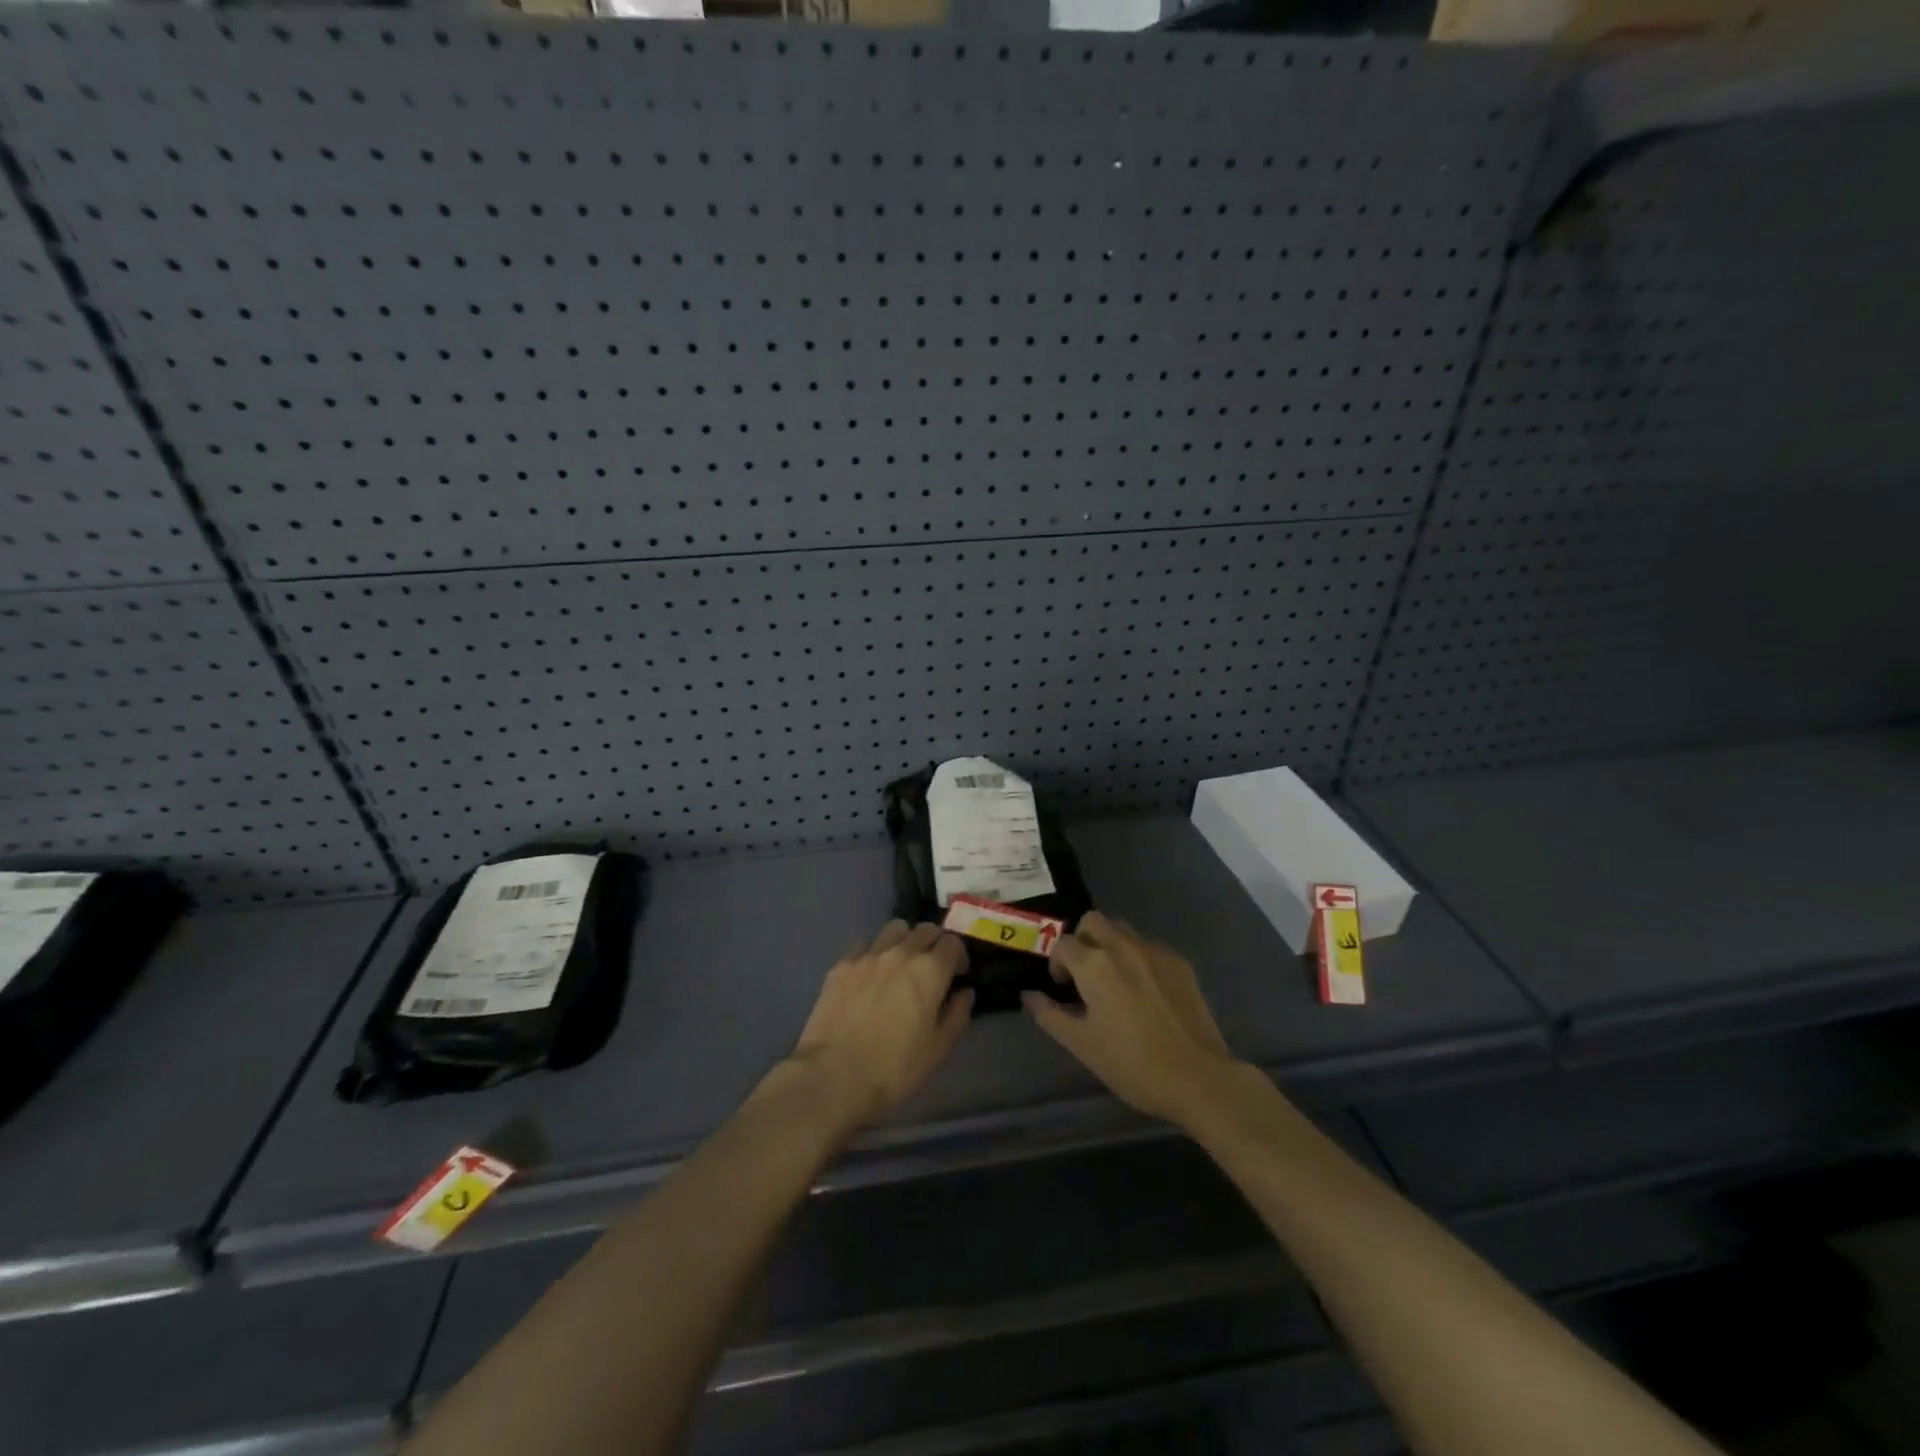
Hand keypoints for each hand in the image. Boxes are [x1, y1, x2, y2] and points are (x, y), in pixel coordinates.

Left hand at [789, 920, 972, 1130]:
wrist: (834, 1076)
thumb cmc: (895, 1067)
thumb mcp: (938, 1048)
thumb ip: (957, 1014)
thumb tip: (964, 992)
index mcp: (929, 970)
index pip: (953, 943)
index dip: (958, 957)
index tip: (956, 975)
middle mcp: (901, 953)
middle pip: (925, 930)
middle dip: (934, 944)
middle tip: (931, 968)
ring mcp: (868, 955)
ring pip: (894, 929)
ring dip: (904, 941)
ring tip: (900, 964)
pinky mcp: (841, 965)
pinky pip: (864, 946)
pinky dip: (874, 954)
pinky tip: (869, 976)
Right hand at [1023, 911, 1241, 1128]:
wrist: (1198, 1078)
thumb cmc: (1132, 1064)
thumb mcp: (1081, 1045)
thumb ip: (1049, 1014)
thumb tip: (1028, 995)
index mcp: (1094, 964)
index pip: (1062, 943)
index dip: (1056, 963)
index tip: (1063, 988)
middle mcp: (1123, 946)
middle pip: (1093, 921)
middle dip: (1082, 940)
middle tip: (1085, 975)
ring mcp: (1155, 951)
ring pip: (1123, 930)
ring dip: (1110, 945)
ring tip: (1114, 981)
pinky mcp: (1180, 963)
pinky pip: (1149, 947)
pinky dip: (1138, 959)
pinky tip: (1146, 992)